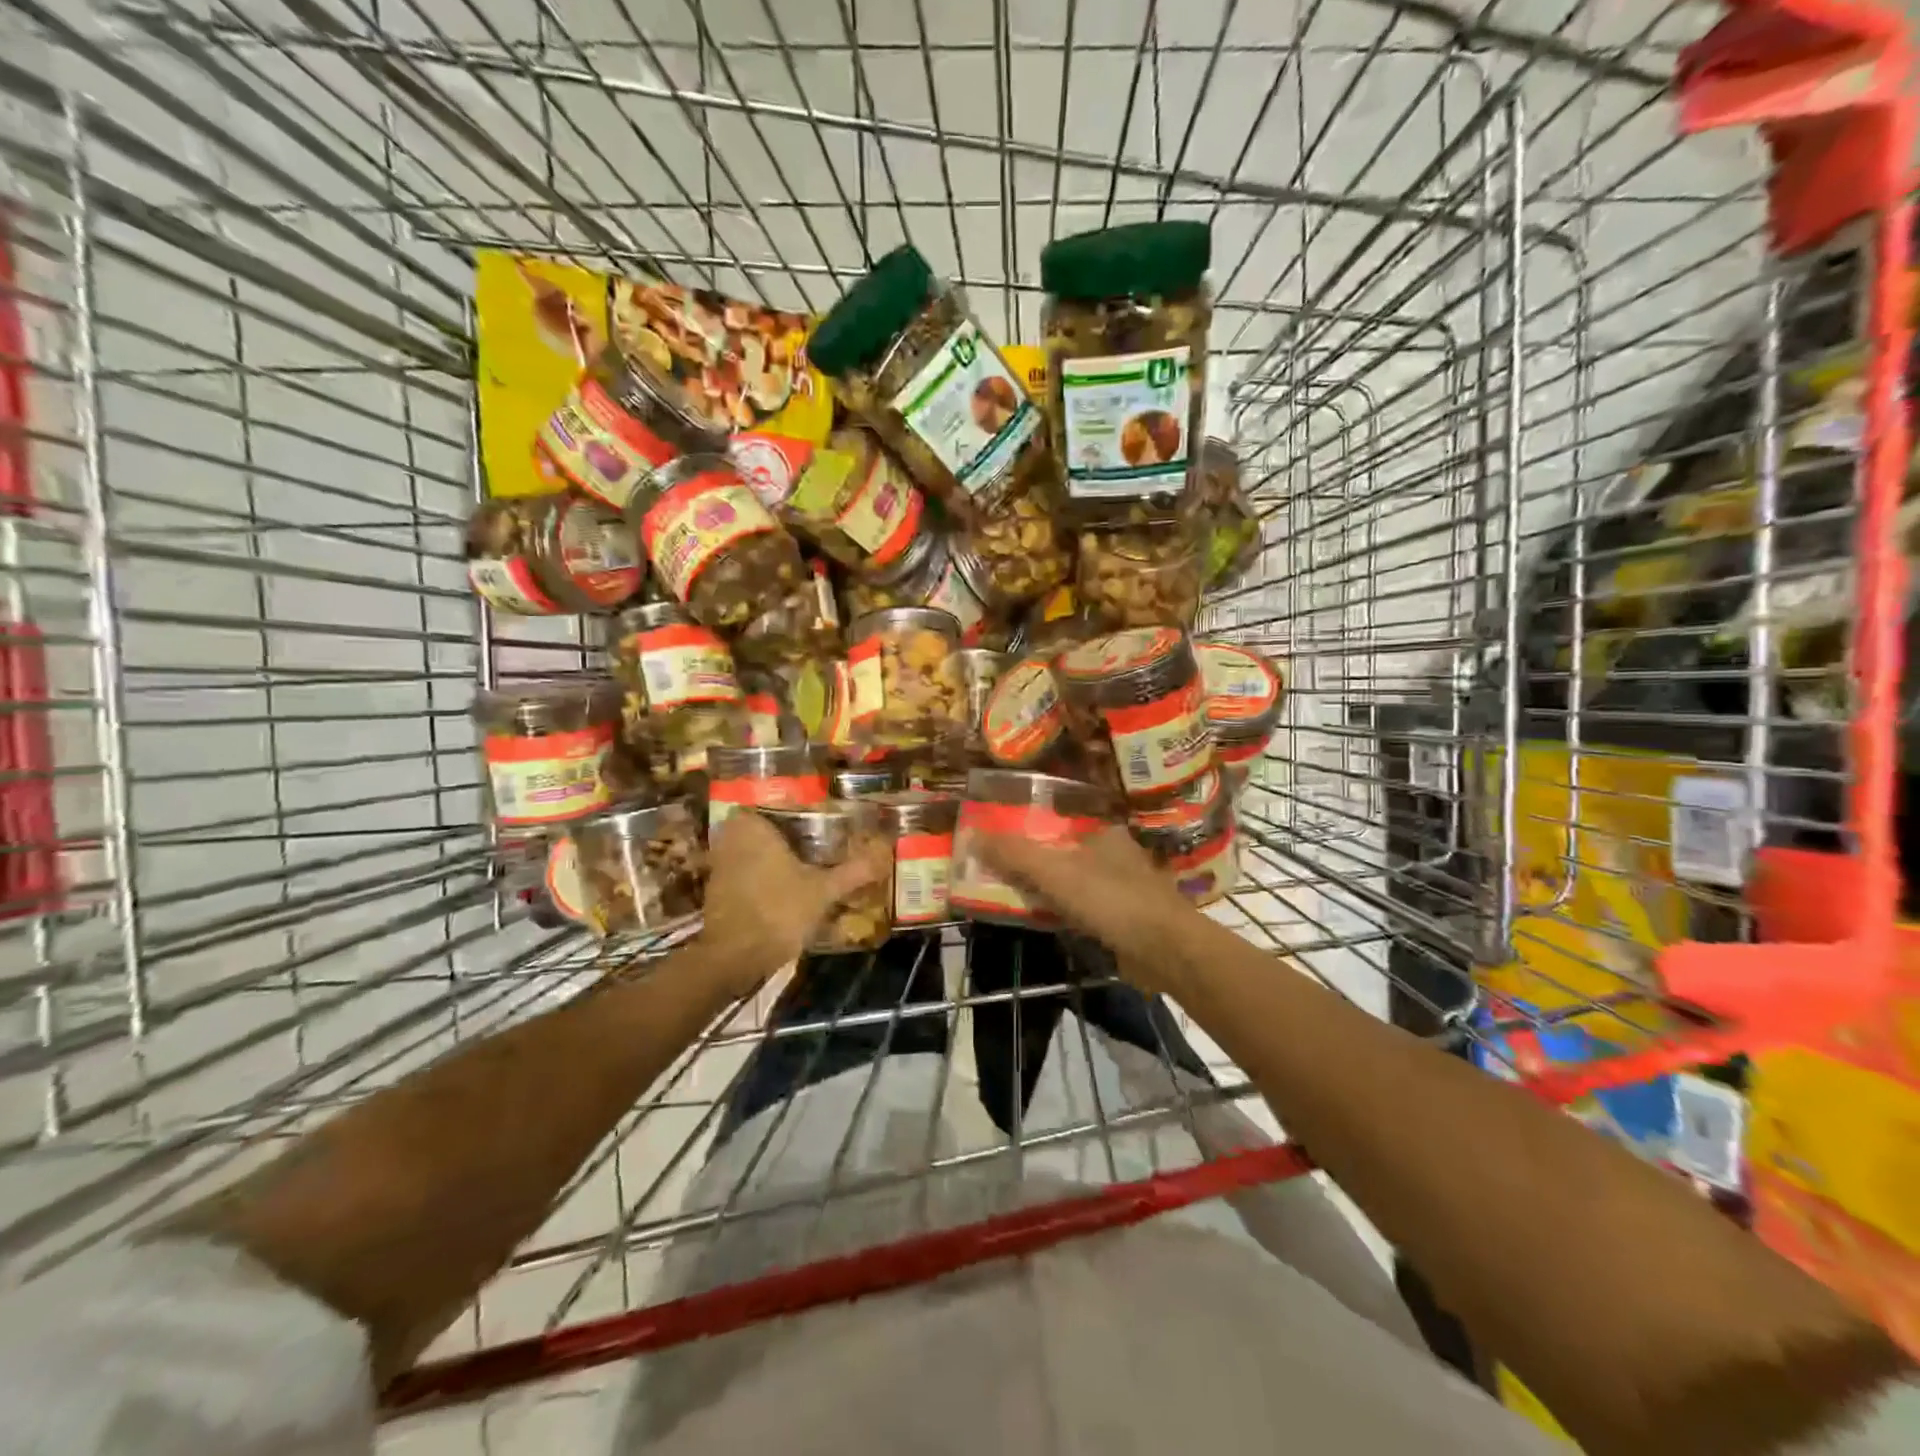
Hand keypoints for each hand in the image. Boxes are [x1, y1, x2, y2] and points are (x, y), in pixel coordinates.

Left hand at [696, 812, 887, 992]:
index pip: (772, 804)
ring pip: (750, 853)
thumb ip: (852, 871)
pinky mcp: (716, 893)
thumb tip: (883, 854)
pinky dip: (759, 880)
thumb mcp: (823, 890)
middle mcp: (730, 839)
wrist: (733, 958)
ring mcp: (719, 867)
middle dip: (784, 837)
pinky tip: (783, 891)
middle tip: (815, 845)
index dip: (794, 812)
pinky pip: (742, 875)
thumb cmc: (778, 910)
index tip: (818, 822)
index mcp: (752, 827)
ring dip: (771, 859)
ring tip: (804, 868)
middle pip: (762, 829)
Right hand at [979, 827, 1199, 993]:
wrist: (1166, 951)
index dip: (1027, 833)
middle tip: (998, 874)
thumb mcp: (1054, 872)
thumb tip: (972, 835)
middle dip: (1035, 864)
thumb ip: (1014, 854)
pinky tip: (1047, 921)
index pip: (1057, 824)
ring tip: (1013, 898)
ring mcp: (1125, 888)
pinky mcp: (1127, 919)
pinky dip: (1066, 913)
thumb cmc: (1111, 900)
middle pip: (1064, 854)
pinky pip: (1086, 910)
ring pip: (1075, 884)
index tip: (998, 845)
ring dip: (1050, 891)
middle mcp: (1116, 854)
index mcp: (1103, 832)